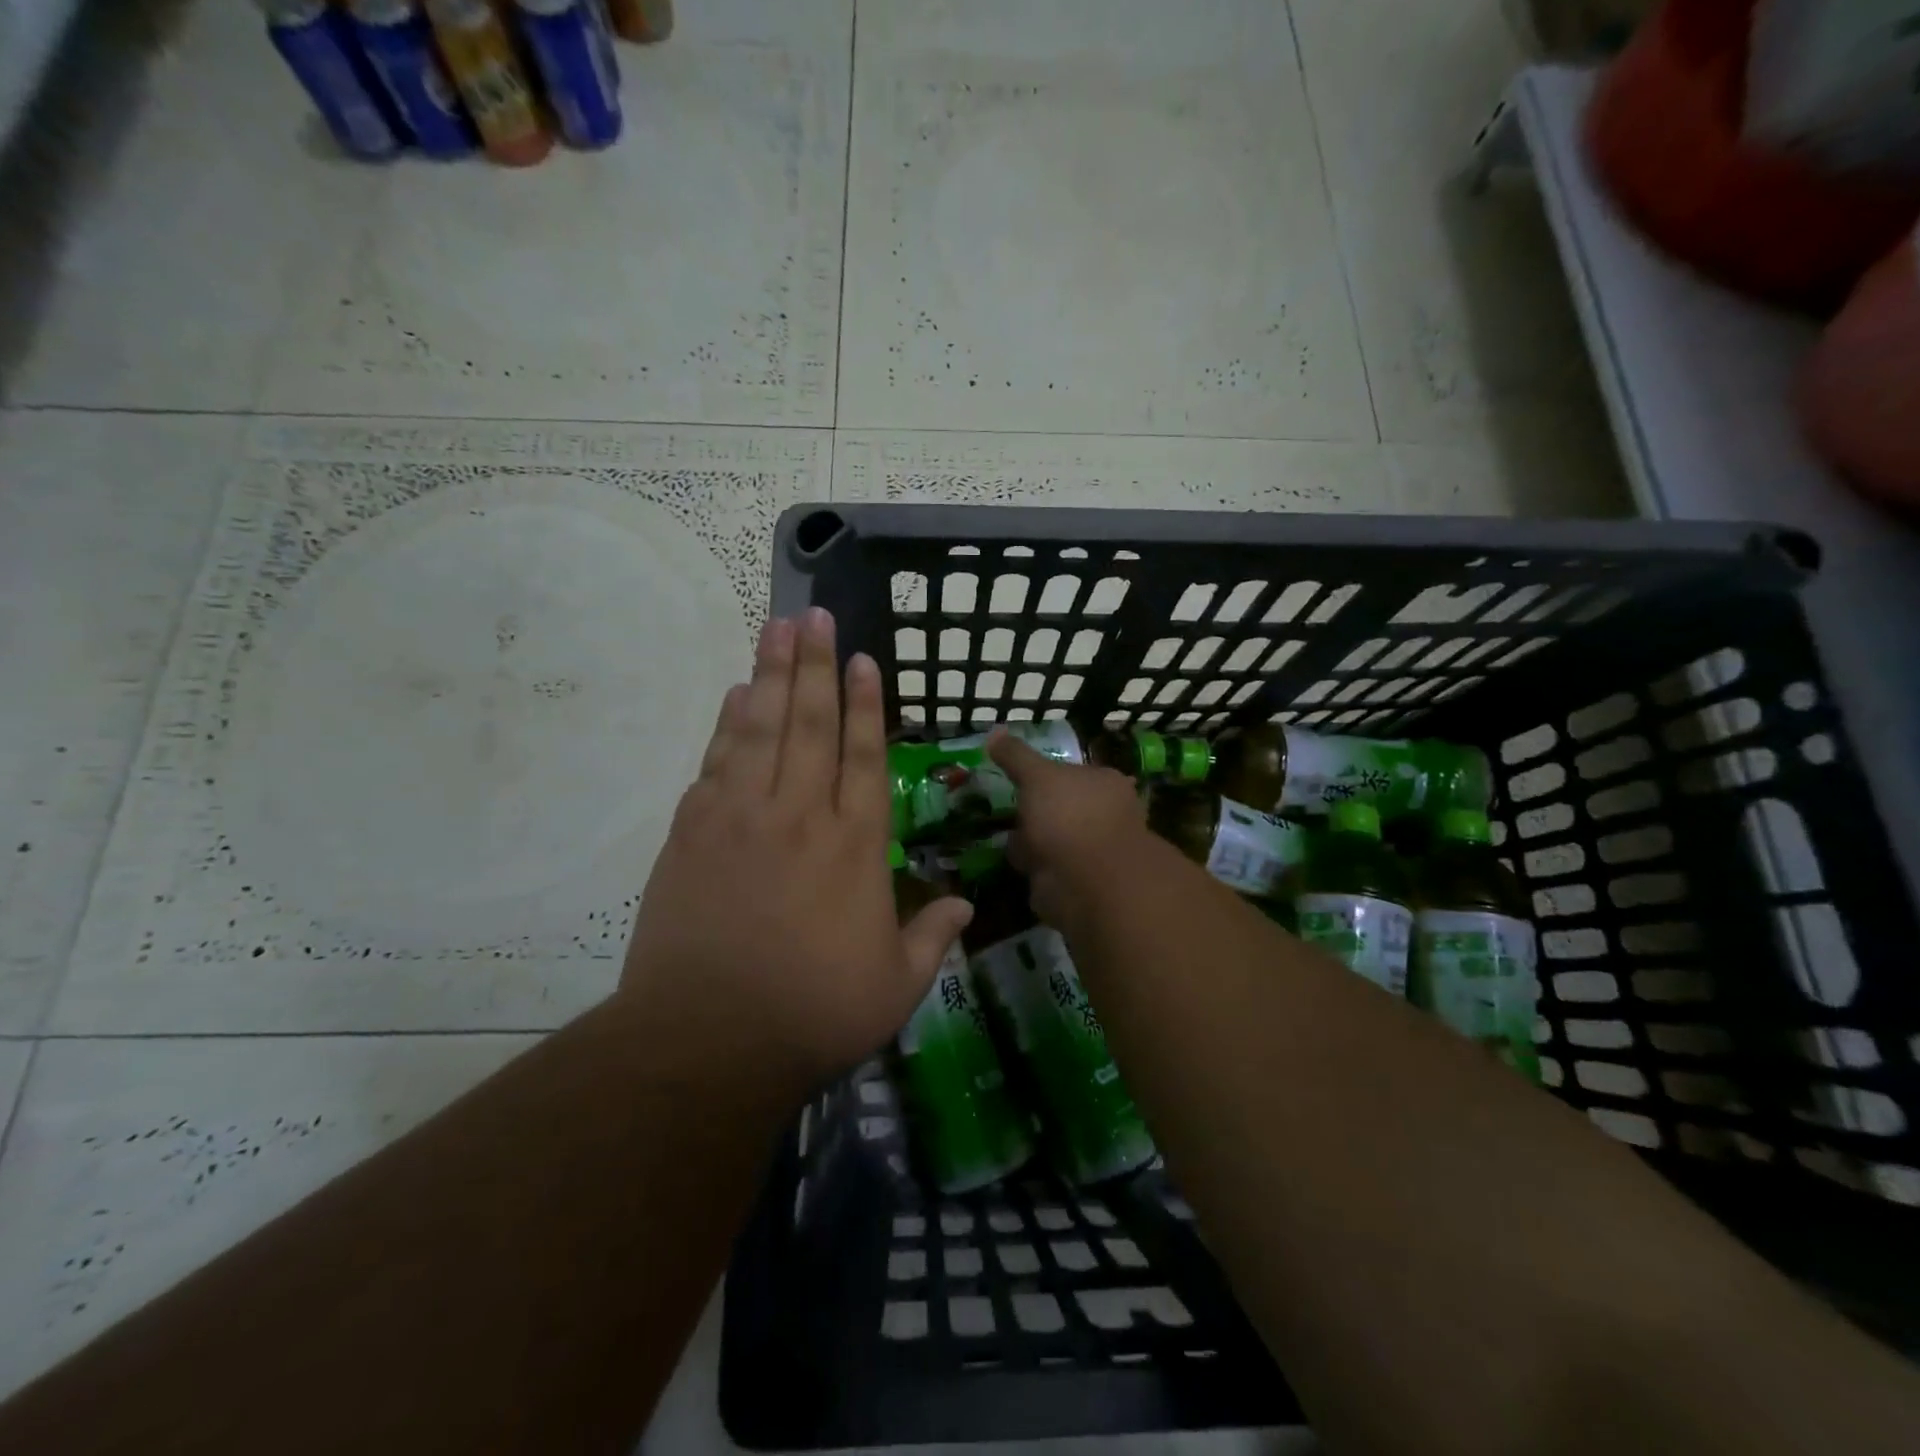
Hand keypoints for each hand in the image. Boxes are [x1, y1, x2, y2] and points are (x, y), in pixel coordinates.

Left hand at [620, 608, 972, 1091]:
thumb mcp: (895, 986)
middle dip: (816, 664)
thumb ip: (932, 936)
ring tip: (777, 628)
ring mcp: (741, 817)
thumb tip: (964, 902)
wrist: (707, 1041)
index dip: (866, 704)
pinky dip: (727, 724)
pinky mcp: (692, 832)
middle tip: (815, 615)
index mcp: (855, 845)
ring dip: (771, 675)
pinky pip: (717, 761)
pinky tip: (736, 695)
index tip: (864, 659)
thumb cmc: (813, 1013)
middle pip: (810, 723)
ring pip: (761, 729)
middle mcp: (801, 815)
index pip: (865, 755)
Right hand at [986, 730, 1150, 930]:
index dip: (1044, 775)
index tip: (1018, 777)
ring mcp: (1092, 852)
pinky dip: (1032, 866)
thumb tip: (995, 732)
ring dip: (1030, 841)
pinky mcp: (1077, 883)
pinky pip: (1047, 869)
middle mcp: (1104, 816)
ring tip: (1002, 835)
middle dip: (1036, 811)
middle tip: (1004, 808)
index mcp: (1104, 783)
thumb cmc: (1070, 817)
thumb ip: (1016, 755)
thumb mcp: (1038, 776)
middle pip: (1062, 807)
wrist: (1087, 883)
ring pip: (1053, 839)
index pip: (1072, 772)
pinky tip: (1012, 862)